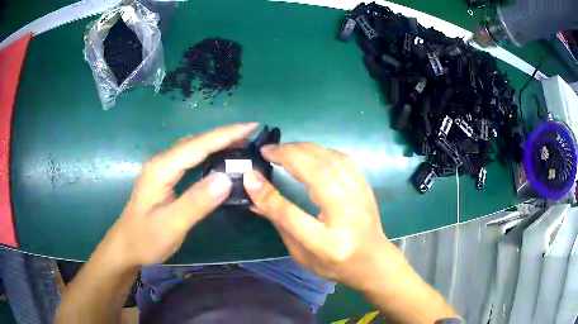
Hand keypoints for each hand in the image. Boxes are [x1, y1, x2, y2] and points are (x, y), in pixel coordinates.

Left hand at [101, 123, 257, 267]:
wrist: (126, 246)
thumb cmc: (145, 239)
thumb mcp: (171, 225)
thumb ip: (196, 202)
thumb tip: (225, 178)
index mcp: (162, 169)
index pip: (198, 145)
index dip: (226, 134)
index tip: (252, 126)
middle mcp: (162, 162)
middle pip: (196, 141)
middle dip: (225, 135)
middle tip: (251, 136)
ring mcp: (162, 169)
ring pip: (193, 148)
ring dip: (217, 142)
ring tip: (241, 144)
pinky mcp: (165, 177)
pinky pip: (189, 158)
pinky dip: (207, 153)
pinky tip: (217, 159)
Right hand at [243, 142, 404, 290]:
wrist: (373, 261)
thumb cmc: (334, 264)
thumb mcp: (301, 254)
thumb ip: (279, 223)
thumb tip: (254, 193)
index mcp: (327, 243)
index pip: (291, 215)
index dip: (268, 194)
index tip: (250, 175)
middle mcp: (346, 215)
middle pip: (316, 174)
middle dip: (288, 155)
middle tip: (267, 150)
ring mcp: (360, 196)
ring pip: (330, 159)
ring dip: (303, 148)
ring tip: (283, 148)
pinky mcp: (365, 185)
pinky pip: (342, 158)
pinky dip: (321, 150)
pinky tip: (308, 151)